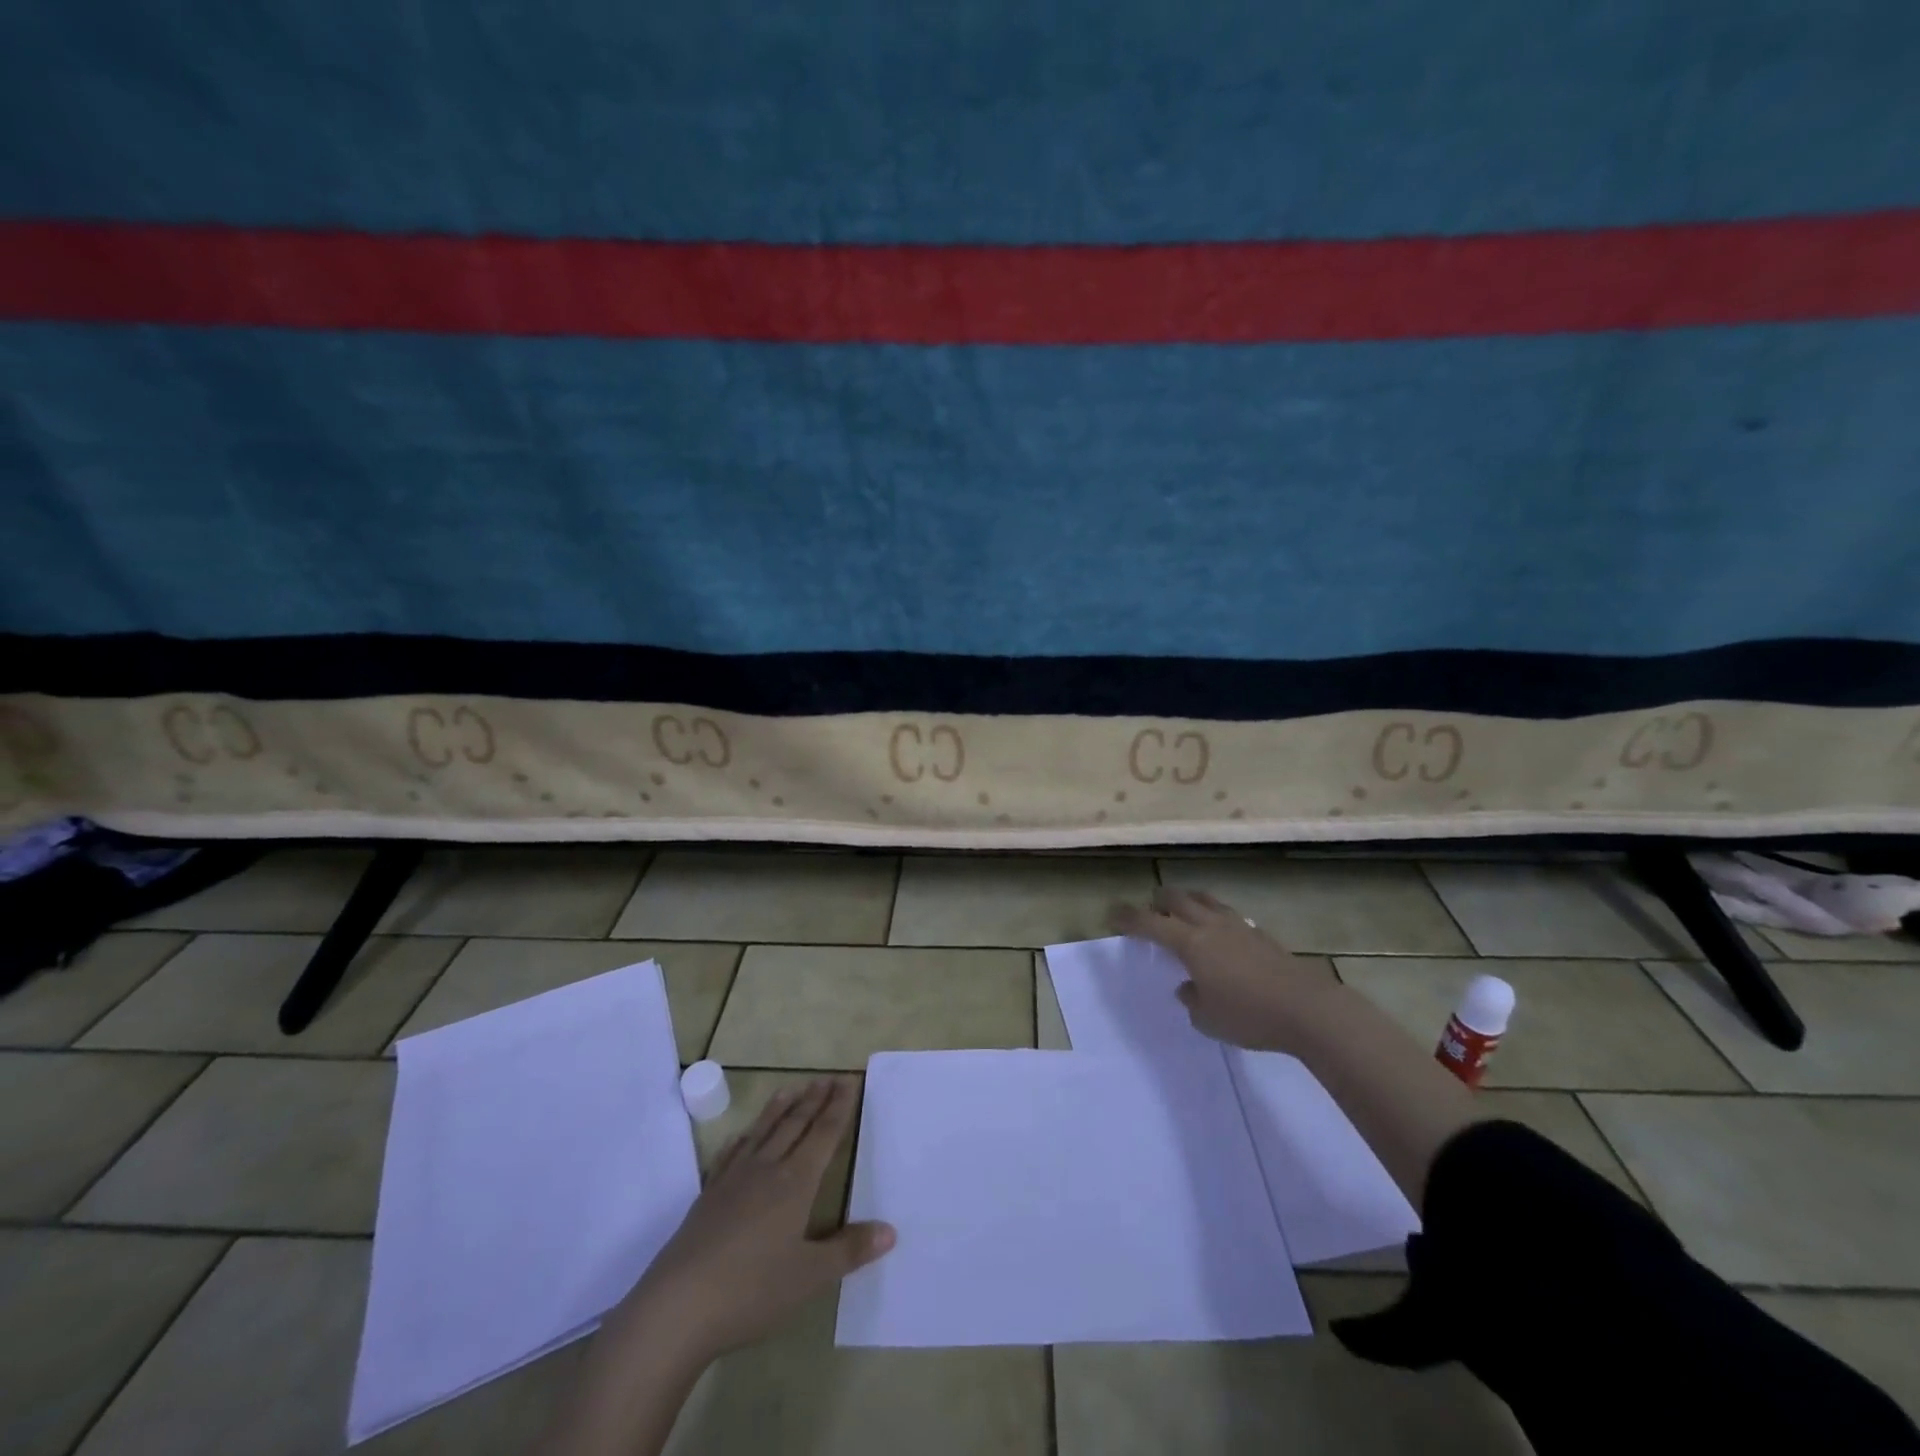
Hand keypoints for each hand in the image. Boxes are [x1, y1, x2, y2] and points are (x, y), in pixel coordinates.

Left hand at [619, 1078, 894, 1362]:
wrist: (677, 1307)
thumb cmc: (751, 1291)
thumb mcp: (809, 1277)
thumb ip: (849, 1250)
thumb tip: (890, 1231)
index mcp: (796, 1183)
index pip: (824, 1135)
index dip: (839, 1108)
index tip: (849, 1081)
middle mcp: (767, 1170)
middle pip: (795, 1125)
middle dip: (814, 1101)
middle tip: (828, 1077)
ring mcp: (734, 1180)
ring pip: (763, 1132)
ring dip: (780, 1109)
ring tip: (792, 1087)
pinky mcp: (708, 1196)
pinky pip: (731, 1154)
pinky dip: (743, 1138)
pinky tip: (742, 1135)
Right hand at [1112, 887, 1334, 1054]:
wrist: (1308, 1009)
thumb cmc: (1249, 1015)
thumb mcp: (1208, 1019)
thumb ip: (1191, 1000)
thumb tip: (1188, 987)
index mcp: (1190, 943)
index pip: (1150, 923)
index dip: (1129, 918)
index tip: (1113, 915)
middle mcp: (1211, 926)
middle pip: (1178, 899)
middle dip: (1158, 900)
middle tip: (1149, 908)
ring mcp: (1239, 927)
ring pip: (1206, 900)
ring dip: (1188, 901)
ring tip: (1183, 910)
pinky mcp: (1261, 935)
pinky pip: (1228, 914)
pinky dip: (1214, 915)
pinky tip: (1219, 933)